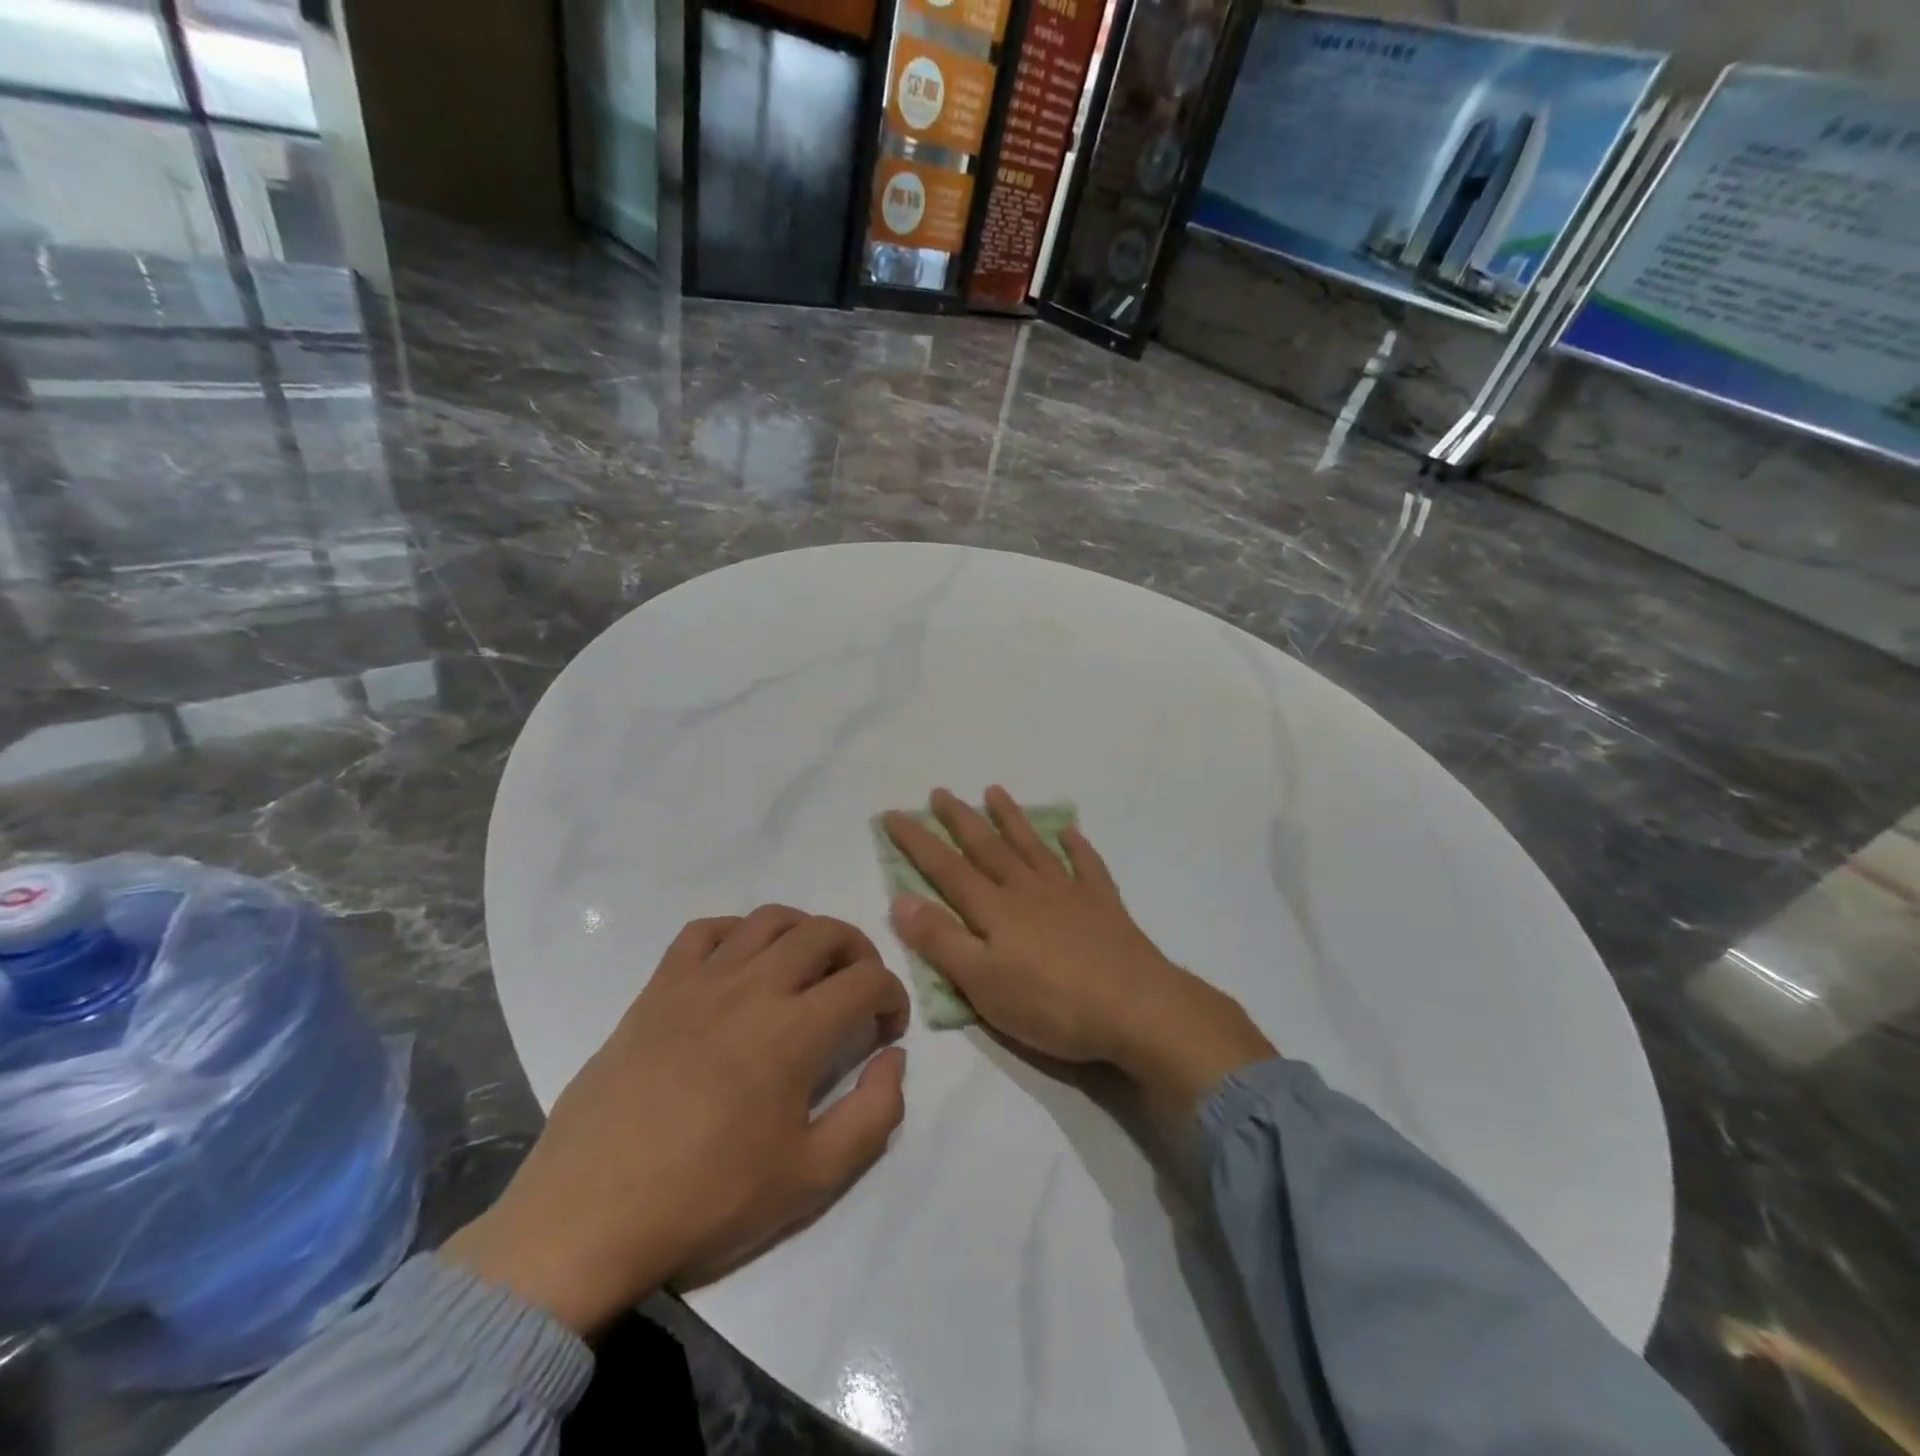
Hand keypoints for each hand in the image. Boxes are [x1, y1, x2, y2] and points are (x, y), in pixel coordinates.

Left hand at [443, 907, 908, 1337]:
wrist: (589, 1218)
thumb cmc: (707, 1200)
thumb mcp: (811, 1179)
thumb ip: (873, 1115)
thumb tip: (893, 1059)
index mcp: (795, 1030)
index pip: (867, 980)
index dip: (892, 996)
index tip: (888, 1028)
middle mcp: (753, 987)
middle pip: (824, 932)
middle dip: (859, 951)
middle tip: (860, 988)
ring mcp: (700, 980)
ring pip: (769, 920)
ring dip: (805, 932)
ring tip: (809, 967)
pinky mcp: (658, 987)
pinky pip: (704, 931)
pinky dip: (737, 932)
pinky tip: (742, 962)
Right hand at [882, 788, 1274, 1116]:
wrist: (1136, 1009)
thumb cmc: (1051, 1004)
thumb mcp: (982, 983)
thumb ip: (941, 940)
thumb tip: (900, 897)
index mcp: (995, 909)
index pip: (946, 869)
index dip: (917, 842)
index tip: (893, 814)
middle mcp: (1028, 890)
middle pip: (988, 848)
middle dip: (960, 820)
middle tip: (940, 792)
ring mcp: (1069, 893)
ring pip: (1032, 847)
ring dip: (1011, 819)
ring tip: (995, 792)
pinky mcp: (1103, 906)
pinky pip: (1087, 866)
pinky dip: (1077, 846)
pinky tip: (1071, 831)